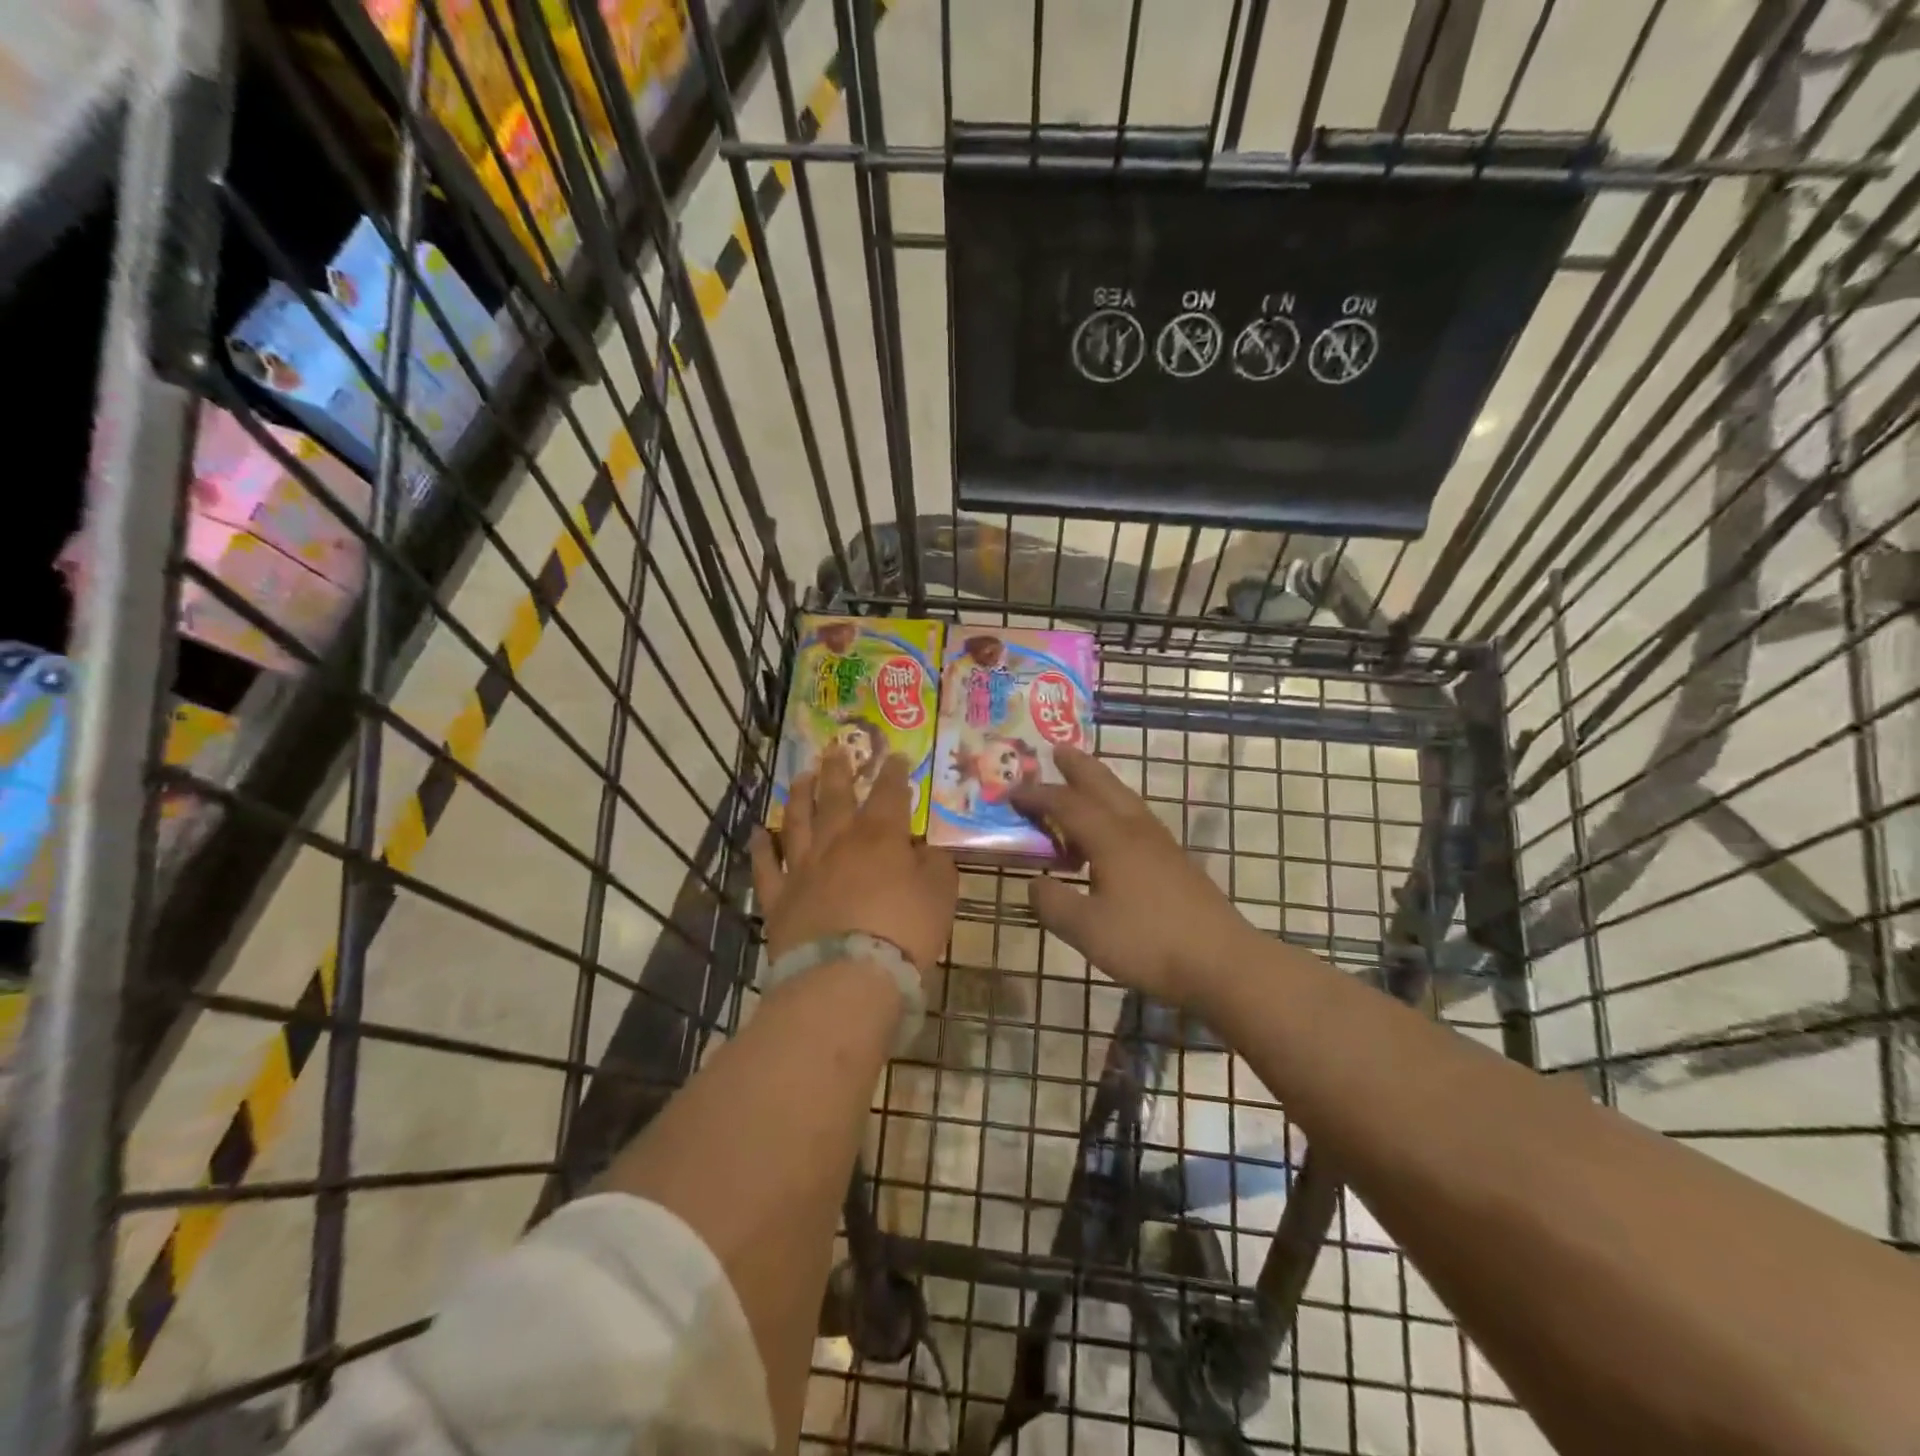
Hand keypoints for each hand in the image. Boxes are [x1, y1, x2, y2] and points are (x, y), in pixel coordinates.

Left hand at [751, 750, 957, 982]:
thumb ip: (936, 866)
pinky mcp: (778, 898)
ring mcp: (803, 868)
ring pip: (798, 821)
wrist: (846, 976)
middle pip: (836, 797)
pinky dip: (761, 847)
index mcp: (881, 837)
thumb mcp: (940, 896)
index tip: (895, 756)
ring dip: (799, 796)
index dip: (894, 773)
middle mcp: (838, 842)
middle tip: (835, 750)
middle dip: (838, 771)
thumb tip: (926, 850)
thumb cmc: (903, 933)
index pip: (890, 794)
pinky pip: (766, 866)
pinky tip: (759, 833)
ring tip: (800, 777)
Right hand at [1013, 745, 1254, 1004]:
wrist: (1221, 962)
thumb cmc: (1148, 942)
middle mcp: (1135, 830)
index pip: (1066, 804)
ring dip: (1100, 785)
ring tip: (1082, 783)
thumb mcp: (1087, 930)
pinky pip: (1136, 820)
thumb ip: (1053, 903)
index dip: (1037, 796)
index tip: (1011, 792)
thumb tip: (1036, 884)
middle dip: (1078, 767)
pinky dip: (1116, 811)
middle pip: (1103, 786)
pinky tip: (1113, 833)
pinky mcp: (1176, 862)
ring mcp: (1161, 844)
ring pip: (1125, 800)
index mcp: (1111, 838)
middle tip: (1057, 750)